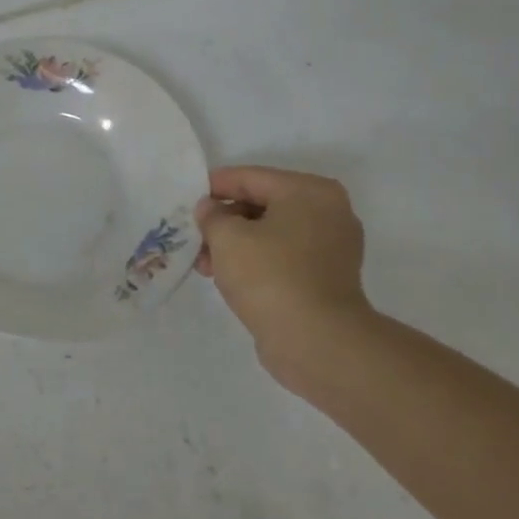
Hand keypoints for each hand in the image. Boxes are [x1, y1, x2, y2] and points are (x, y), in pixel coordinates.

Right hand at [194, 166, 371, 382]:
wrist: (316, 341)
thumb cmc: (270, 276)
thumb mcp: (226, 237)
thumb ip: (212, 215)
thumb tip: (210, 209)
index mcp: (309, 192)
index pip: (250, 177)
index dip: (214, 186)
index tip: (186, 198)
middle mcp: (328, 212)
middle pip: (262, 204)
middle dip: (224, 220)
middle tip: (194, 236)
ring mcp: (332, 247)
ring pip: (271, 233)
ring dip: (235, 244)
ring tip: (204, 264)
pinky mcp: (327, 277)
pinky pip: (283, 256)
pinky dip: (255, 261)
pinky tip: (226, 277)